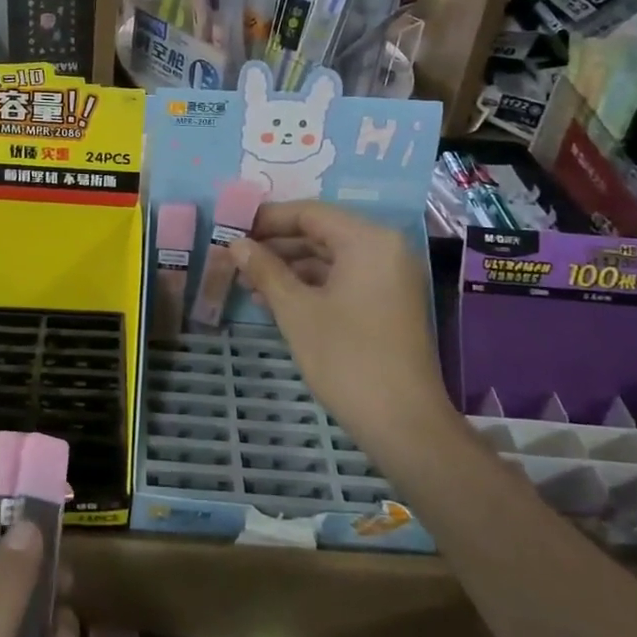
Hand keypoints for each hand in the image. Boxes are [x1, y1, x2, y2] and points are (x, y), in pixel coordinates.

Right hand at [231, 200, 453, 448]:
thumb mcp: (296, 310)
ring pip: (330, 257)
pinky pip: (343, 278)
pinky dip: (310, 285)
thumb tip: (235, 243)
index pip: (309, 213)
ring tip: (247, 281)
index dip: (267, 219)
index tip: (232, 229)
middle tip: (235, 256)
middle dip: (276, 244)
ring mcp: (389, 277)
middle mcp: (385, 248)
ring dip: (289, 267)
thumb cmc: (346, 358)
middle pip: (320, 232)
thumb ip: (265, 269)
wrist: (404, 424)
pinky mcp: (388, 303)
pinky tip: (275, 300)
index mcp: (368, 240)